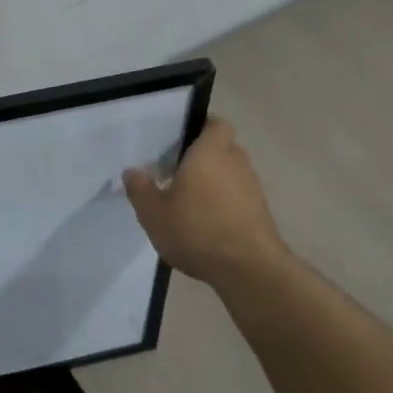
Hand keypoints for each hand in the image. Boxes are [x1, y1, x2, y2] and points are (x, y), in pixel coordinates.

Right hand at [123, 116, 289, 282]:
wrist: (249, 269)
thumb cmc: (197, 230)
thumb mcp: (153, 213)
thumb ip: (140, 189)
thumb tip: (132, 171)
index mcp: (209, 152)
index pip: (215, 124)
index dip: (200, 126)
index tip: (180, 139)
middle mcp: (235, 162)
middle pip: (221, 148)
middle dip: (202, 156)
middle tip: (176, 170)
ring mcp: (252, 187)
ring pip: (230, 172)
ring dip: (213, 181)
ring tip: (188, 200)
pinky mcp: (260, 211)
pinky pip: (238, 195)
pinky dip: (223, 201)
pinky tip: (205, 222)